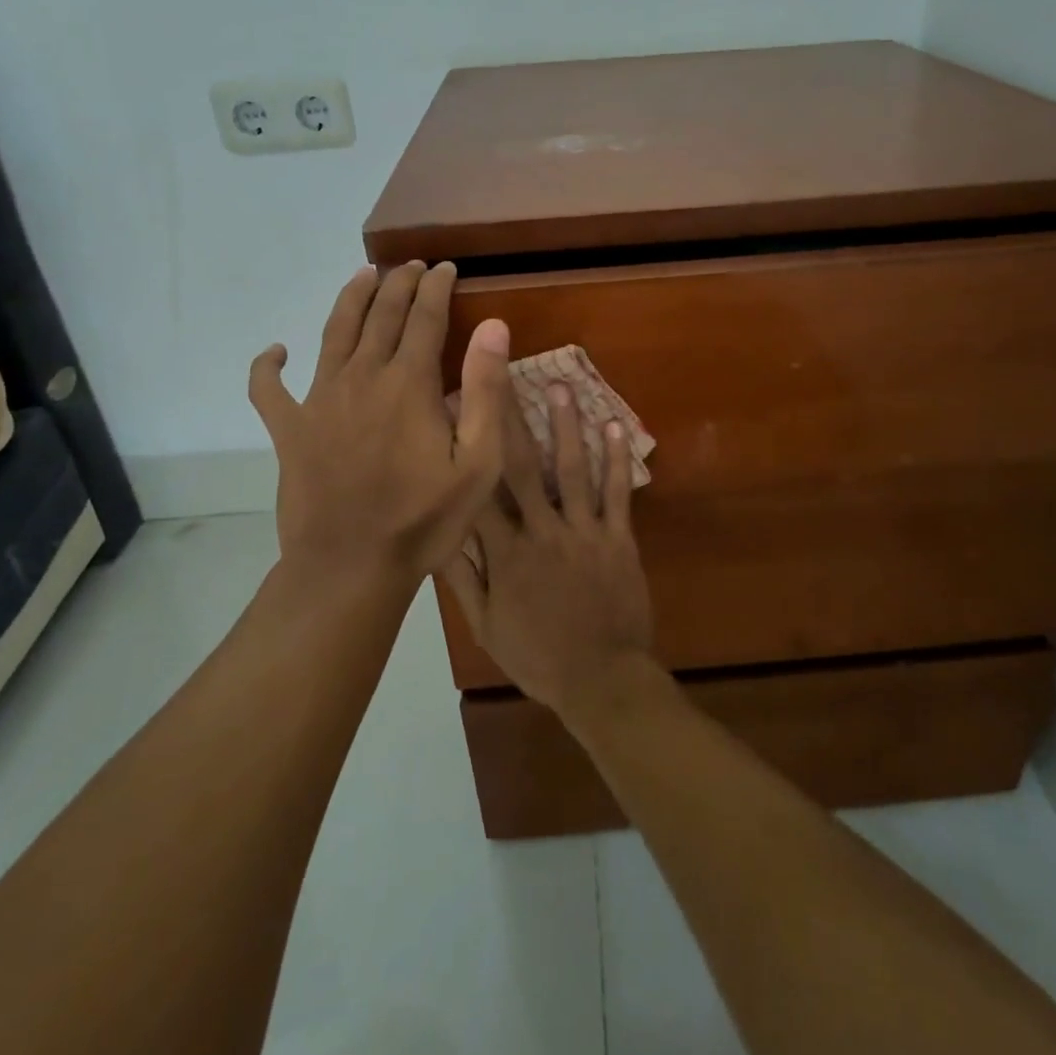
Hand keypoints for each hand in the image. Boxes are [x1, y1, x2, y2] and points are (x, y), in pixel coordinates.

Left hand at [249, 262, 508, 595]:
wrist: (350, 567)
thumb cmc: (424, 519)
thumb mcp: (478, 462)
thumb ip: (486, 390)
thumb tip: (494, 326)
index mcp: (409, 383)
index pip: (426, 318)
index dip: (437, 288)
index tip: (447, 268)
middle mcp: (362, 377)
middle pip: (381, 315)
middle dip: (399, 284)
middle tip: (412, 265)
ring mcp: (319, 401)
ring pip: (334, 333)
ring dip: (351, 300)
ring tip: (364, 275)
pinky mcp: (289, 429)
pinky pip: (268, 389)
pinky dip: (268, 367)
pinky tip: (275, 352)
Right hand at [439, 382, 655, 723]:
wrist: (602, 679)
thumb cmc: (538, 656)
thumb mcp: (486, 626)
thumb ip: (462, 579)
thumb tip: (437, 533)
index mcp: (505, 553)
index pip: (479, 489)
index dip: (467, 446)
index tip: (455, 408)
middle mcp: (542, 531)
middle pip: (522, 467)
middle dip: (512, 418)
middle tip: (506, 374)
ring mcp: (584, 532)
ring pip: (572, 469)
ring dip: (567, 426)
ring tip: (561, 386)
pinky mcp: (618, 538)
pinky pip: (617, 493)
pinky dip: (618, 459)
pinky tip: (615, 425)